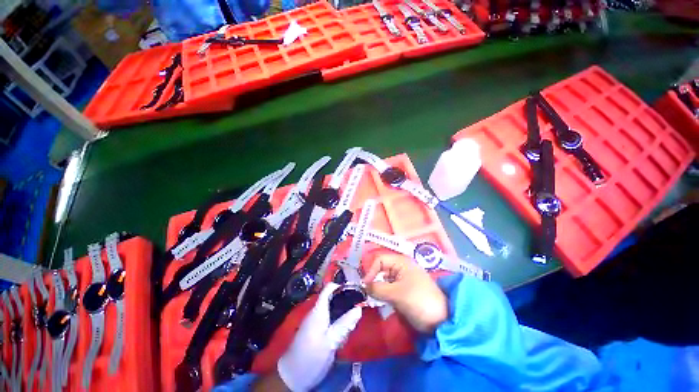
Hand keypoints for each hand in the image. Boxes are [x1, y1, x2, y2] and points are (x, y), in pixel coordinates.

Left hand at [277, 282, 361, 391]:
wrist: (292, 376)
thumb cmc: (311, 356)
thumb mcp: (330, 341)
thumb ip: (344, 324)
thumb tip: (359, 309)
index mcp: (319, 310)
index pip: (329, 289)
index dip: (341, 286)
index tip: (355, 291)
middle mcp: (317, 312)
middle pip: (333, 299)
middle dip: (345, 303)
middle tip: (358, 310)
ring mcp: (316, 321)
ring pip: (333, 310)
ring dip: (343, 315)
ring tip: (352, 325)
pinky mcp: (317, 330)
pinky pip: (330, 320)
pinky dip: (339, 324)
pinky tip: (343, 335)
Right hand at [363, 255, 447, 332]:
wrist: (441, 321)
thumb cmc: (419, 301)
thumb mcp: (396, 294)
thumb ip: (377, 289)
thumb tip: (364, 287)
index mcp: (401, 262)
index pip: (379, 260)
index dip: (371, 270)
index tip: (365, 285)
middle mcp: (401, 267)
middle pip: (381, 269)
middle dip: (373, 279)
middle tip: (367, 292)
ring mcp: (402, 279)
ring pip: (383, 279)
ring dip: (377, 287)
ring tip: (373, 297)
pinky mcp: (403, 290)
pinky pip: (388, 288)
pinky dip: (383, 293)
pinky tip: (381, 300)